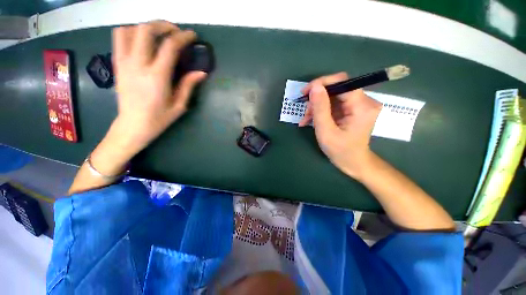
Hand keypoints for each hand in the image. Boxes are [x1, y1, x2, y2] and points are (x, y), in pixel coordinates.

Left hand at [111, 21, 206, 154]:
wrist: (132, 125)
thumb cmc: (159, 118)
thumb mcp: (179, 105)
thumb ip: (188, 86)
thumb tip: (201, 73)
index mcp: (157, 76)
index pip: (170, 46)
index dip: (183, 37)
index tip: (192, 36)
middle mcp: (138, 64)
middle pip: (146, 30)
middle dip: (164, 25)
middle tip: (176, 32)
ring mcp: (124, 62)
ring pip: (130, 29)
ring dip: (146, 27)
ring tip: (159, 34)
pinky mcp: (117, 64)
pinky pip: (119, 38)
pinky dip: (131, 31)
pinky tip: (142, 40)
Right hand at [299, 72, 381, 178]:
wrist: (353, 162)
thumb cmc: (340, 151)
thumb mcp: (326, 131)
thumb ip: (320, 108)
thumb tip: (315, 86)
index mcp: (362, 106)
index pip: (343, 82)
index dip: (322, 83)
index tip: (305, 92)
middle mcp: (365, 101)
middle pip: (337, 89)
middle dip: (317, 99)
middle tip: (304, 111)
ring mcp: (359, 105)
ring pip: (333, 96)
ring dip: (317, 106)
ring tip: (305, 119)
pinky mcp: (353, 109)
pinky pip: (334, 104)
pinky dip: (321, 110)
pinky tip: (310, 120)